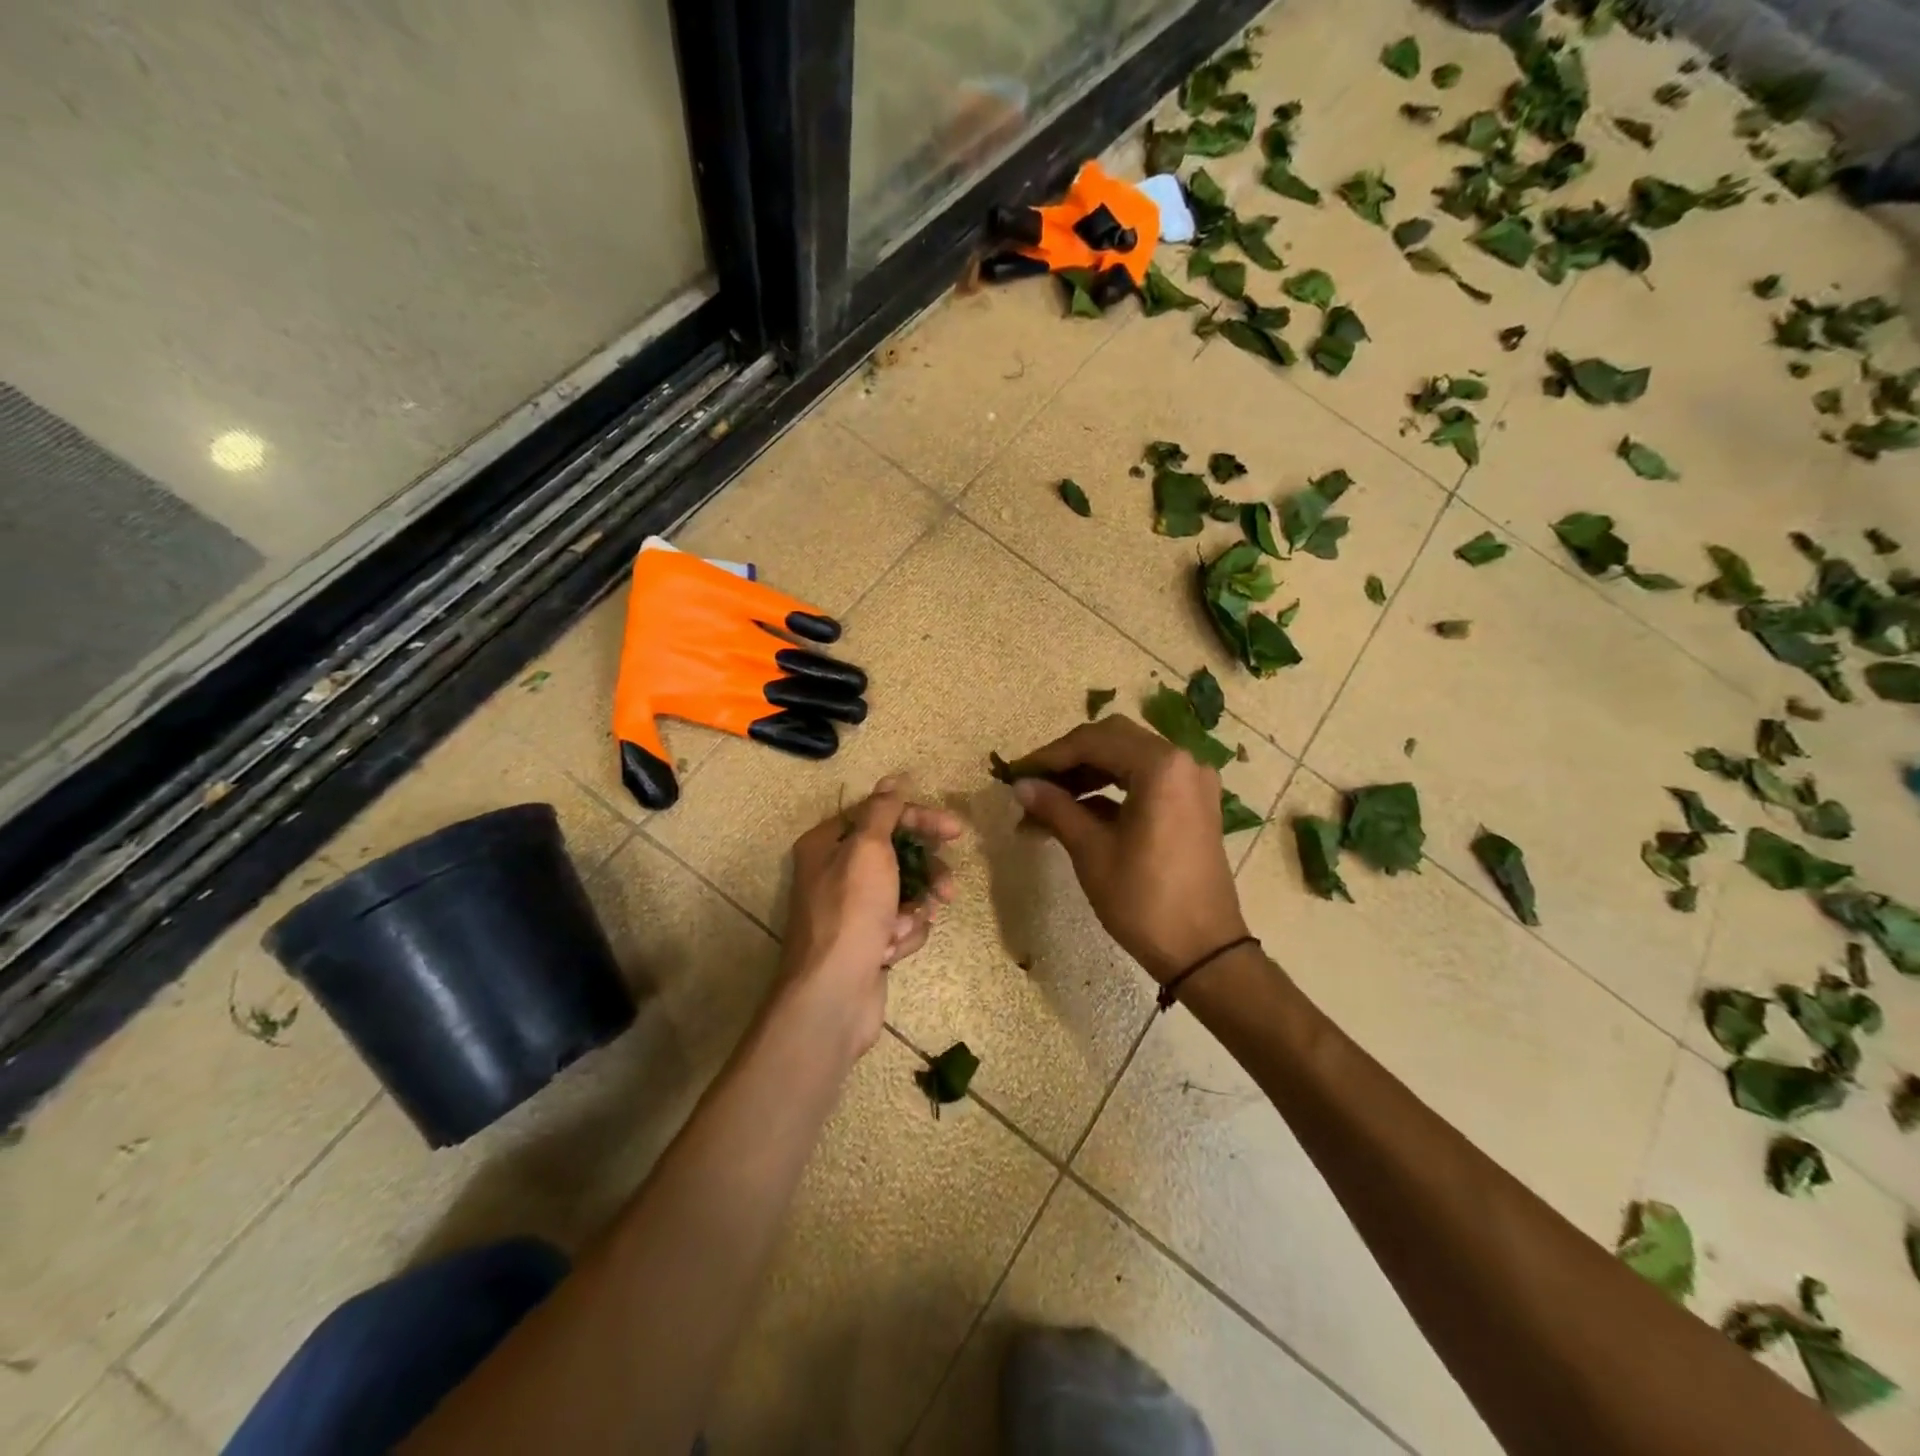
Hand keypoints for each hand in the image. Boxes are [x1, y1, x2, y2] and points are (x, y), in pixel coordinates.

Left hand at [780, 776, 961, 1055]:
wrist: (833, 994)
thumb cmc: (850, 912)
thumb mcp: (868, 850)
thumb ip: (883, 810)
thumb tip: (893, 779)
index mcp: (827, 845)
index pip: (880, 815)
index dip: (919, 819)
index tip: (955, 831)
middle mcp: (836, 873)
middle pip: (897, 855)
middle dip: (925, 874)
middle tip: (947, 889)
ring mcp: (852, 910)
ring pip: (905, 892)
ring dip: (914, 909)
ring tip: (906, 927)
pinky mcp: (867, 940)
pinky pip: (900, 923)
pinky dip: (904, 934)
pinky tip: (892, 950)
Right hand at [1006, 716, 1247, 983]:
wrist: (1204, 951)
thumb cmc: (1145, 900)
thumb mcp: (1092, 851)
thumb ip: (1055, 808)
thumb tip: (1020, 785)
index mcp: (1160, 766)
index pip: (1093, 741)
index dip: (1049, 757)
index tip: (1016, 775)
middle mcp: (1182, 761)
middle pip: (1112, 740)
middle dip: (1068, 760)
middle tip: (1032, 784)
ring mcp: (1192, 782)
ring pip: (1128, 758)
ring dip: (1087, 774)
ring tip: (1047, 803)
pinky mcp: (1193, 803)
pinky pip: (1146, 779)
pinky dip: (1111, 789)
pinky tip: (1078, 812)